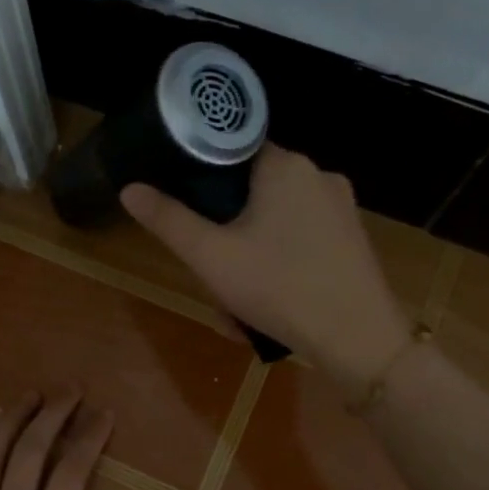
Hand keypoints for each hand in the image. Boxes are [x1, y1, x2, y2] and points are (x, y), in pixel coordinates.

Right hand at [121, 144, 409, 386]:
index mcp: (285, 165)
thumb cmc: (279, 288)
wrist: (359, 340)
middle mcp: (318, 174)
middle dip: (225, 233)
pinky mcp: (353, 238)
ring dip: (249, 256)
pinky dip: (279, 264)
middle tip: (211, 274)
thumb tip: (130, 189)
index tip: (187, 211)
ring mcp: (341, 208)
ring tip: (237, 304)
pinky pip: (301, 240)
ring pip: (275, 221)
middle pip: (252, 191)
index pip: (232, 150)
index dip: (202, 178)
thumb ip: (168, 220)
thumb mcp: (211, 257)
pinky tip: (270, 303)